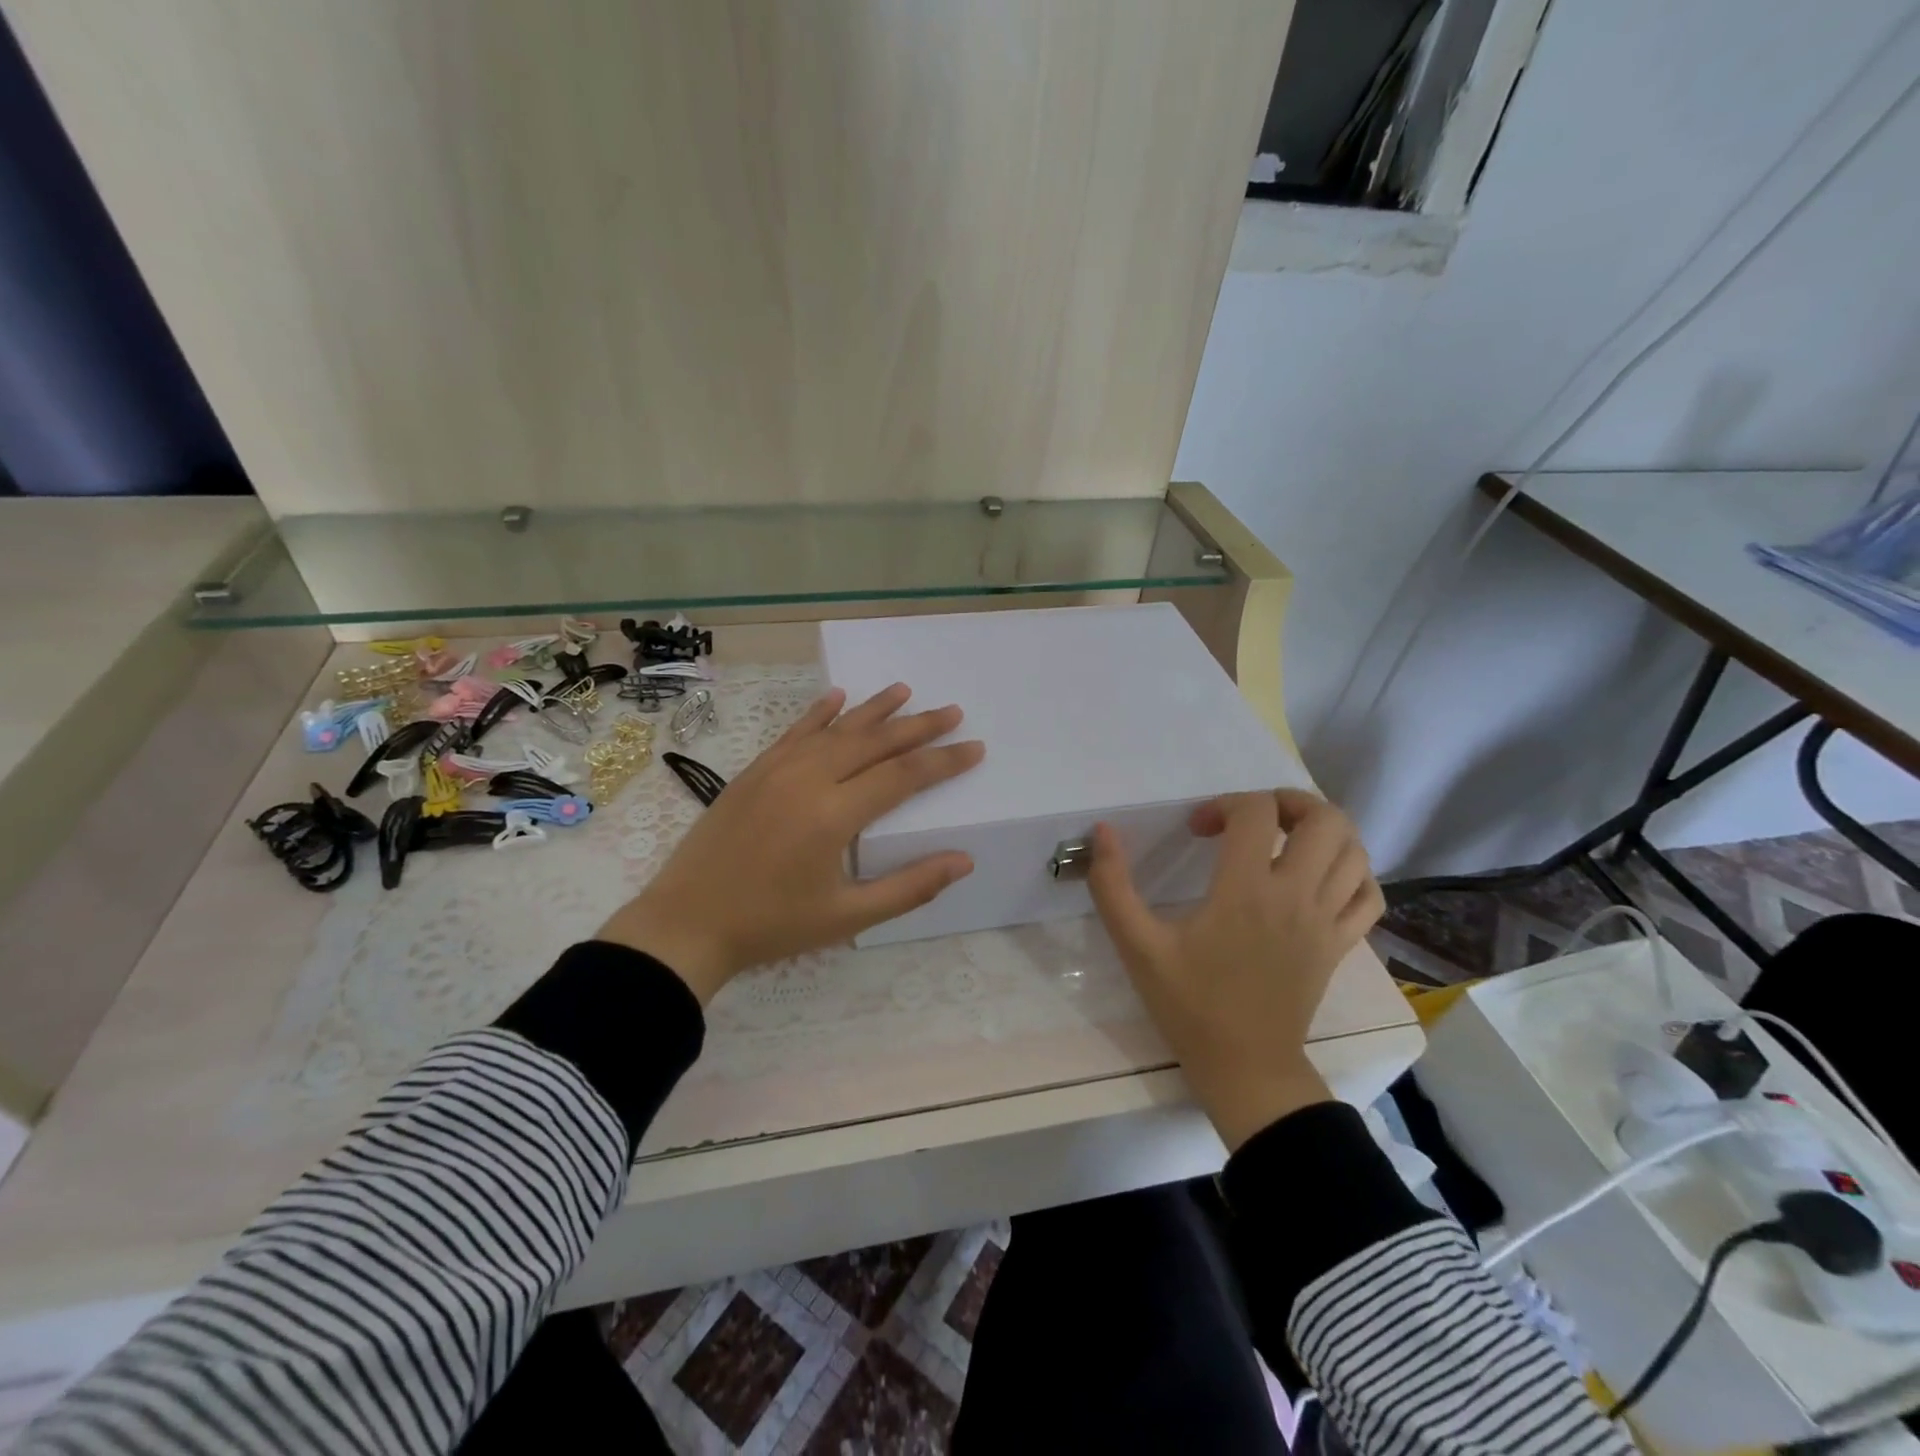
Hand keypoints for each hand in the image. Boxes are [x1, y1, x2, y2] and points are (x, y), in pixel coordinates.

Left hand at [597, 684, 984, 1002]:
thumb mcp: (847, 917)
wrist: (687, 923)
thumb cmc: (772, 925)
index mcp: (834, 814)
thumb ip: (910, 887)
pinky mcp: (754, 772)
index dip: (943, 761)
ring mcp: (776, 770)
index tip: (974, 747)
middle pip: (874, 742)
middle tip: (952, 711)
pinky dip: (819, 713)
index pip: (903, 775)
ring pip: (836, 729)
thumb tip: (964, 860)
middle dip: (918, 725)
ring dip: (874, 709)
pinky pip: (794, 732)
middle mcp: (808, 779)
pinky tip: (837, 697)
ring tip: (905, 690)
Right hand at [1088, 789, 1384, 1150]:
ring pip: (1354, 851)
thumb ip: (1112, 885)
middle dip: (1287, 802)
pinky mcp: (1341, 945)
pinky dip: (1352, 872)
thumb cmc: (1189, 1004)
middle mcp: (1296, 896)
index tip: (1197, 830)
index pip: (1256, 813)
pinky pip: (1369, 894)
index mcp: (1246, 890)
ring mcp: (1327, 921)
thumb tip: (1101, 832)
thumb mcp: (1137, 945)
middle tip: (1253, 818)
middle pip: (1324, 819)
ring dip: (1322, 831)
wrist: (1245, 1068)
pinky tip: (1321, 876)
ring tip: (1285, 840)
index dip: (1223, 804)